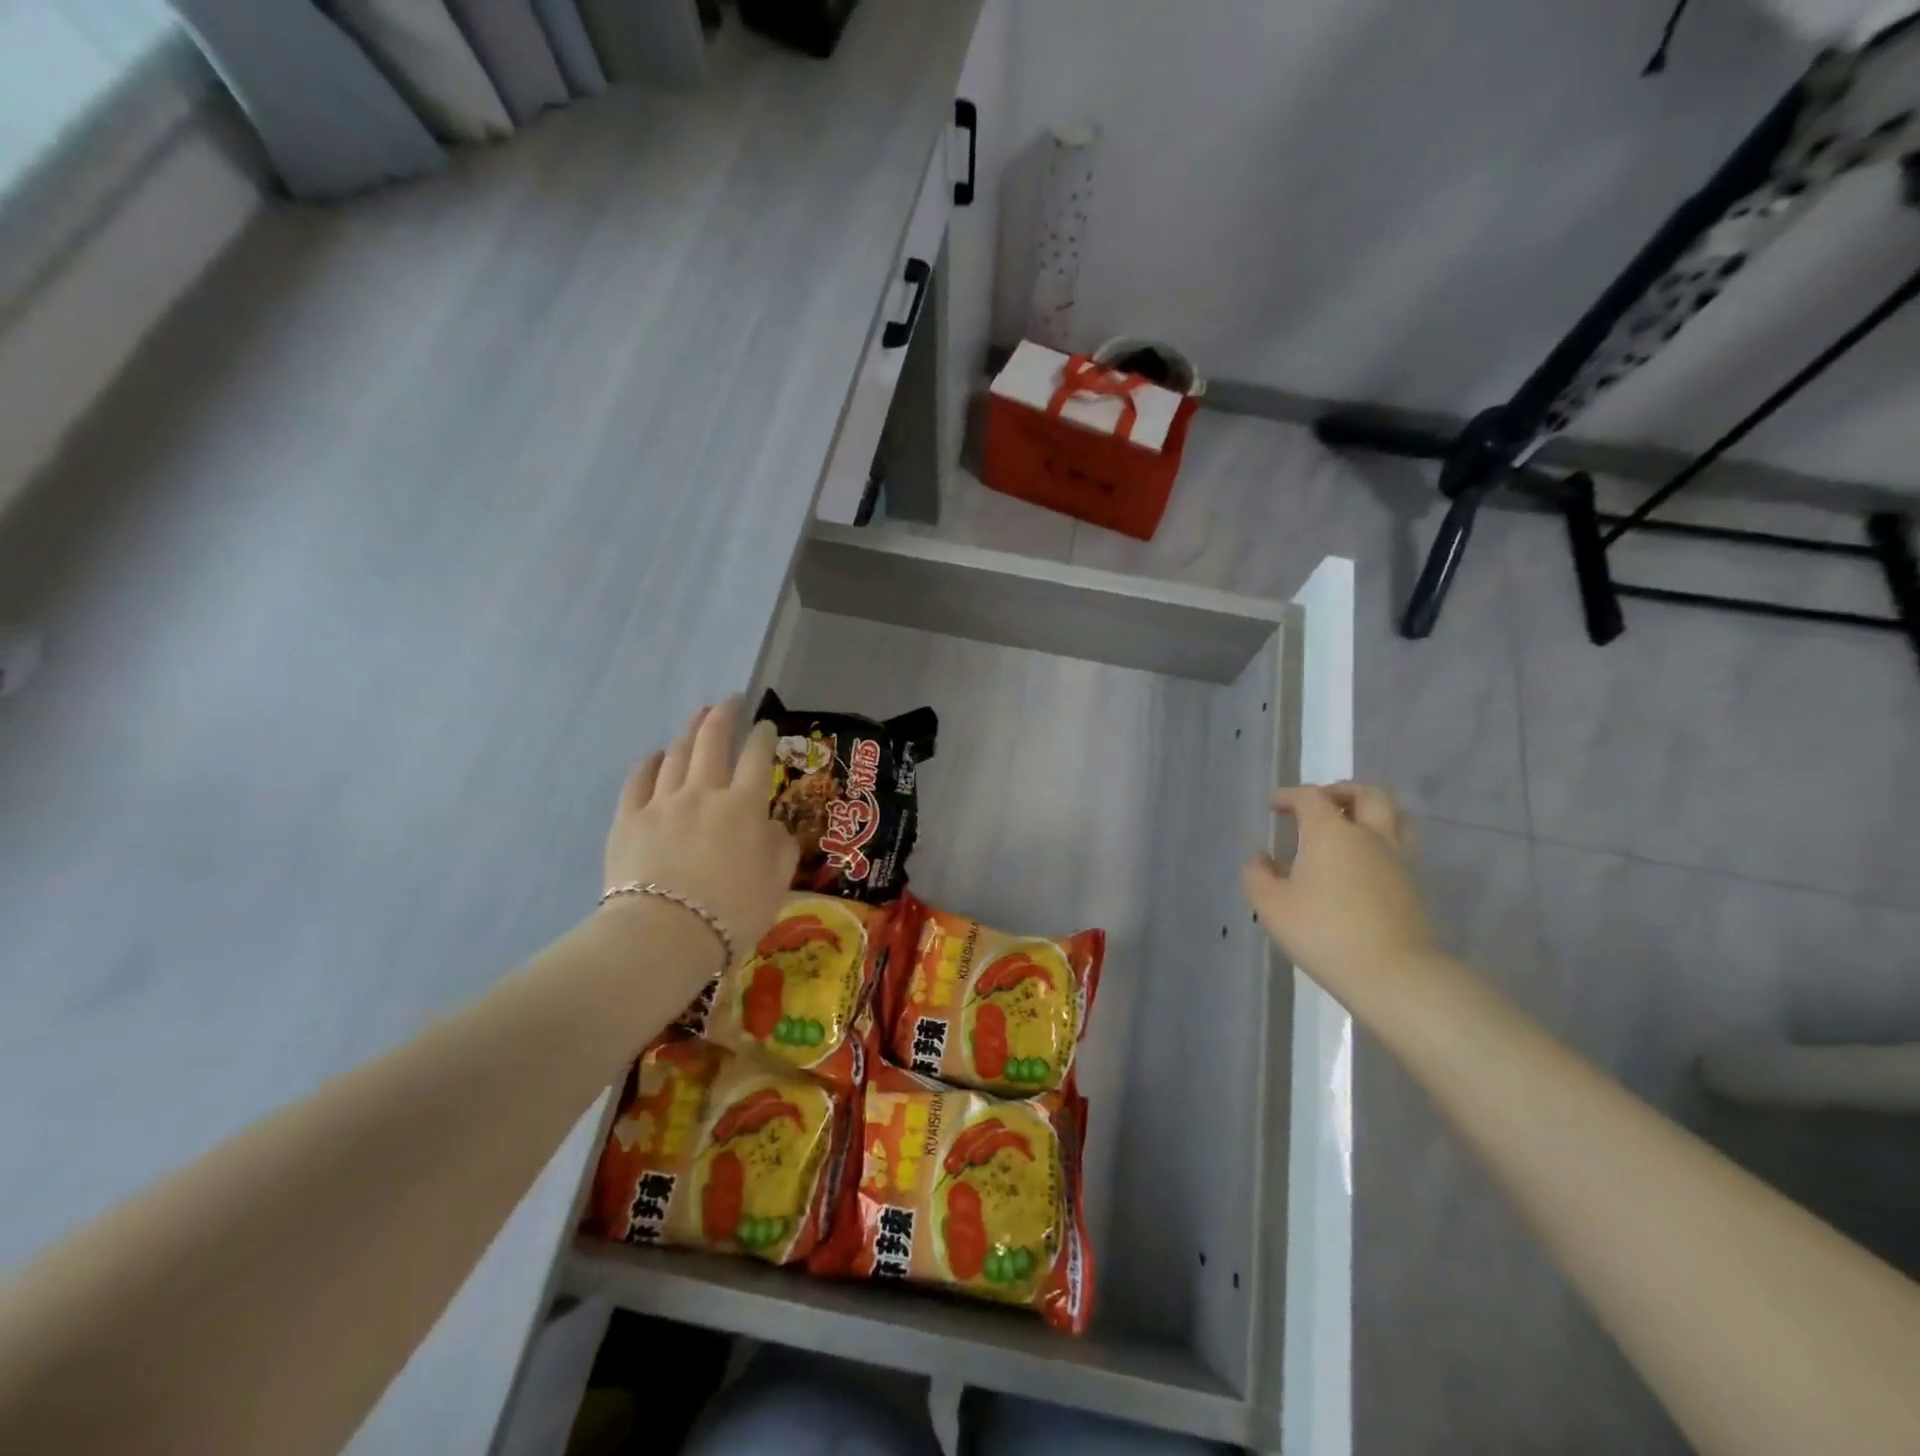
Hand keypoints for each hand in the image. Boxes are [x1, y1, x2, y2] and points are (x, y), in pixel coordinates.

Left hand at [604, 700, 797, 966]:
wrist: (665, 935)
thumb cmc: (732, 912)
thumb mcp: (777, 882)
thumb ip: (781, 847)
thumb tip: (773, 827)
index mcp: (744, 806)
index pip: (756, 757)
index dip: (762, 736)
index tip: (765, 725)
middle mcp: (704, 793)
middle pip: (712, 741)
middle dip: (722, 716)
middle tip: (729, 701)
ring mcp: (662, 803)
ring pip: (675, 755)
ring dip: (688, 732)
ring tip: (696, 719)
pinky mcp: (628, 819)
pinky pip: (638, 780)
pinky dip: (649, 763)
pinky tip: (655, 756)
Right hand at [1242, 782, 1434, 1004]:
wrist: (1394, 973)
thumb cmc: (1323, 932)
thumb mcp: (1271, 906)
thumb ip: (1258, 875)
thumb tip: (1261, 858)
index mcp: (1330, 831)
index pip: (1310, 796)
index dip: (1289, 796)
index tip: (1275, 806)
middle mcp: (1369, 835)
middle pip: (1368, 794)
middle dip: (1343, 791)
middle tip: (1323, 804)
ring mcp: (1398, 860)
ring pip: (1396, 817)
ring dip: (1372, 813)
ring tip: (1351, 828)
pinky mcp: (1415, 887)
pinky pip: (1401, 848)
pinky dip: (1382, 844)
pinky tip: (1363, 866)